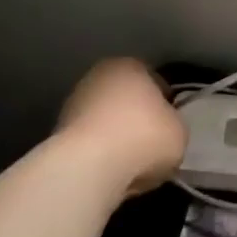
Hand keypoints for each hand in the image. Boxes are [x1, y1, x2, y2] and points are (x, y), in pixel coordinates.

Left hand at [56, 59, 185, 194]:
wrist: (88, 167)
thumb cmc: (143, 138)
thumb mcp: (179, 131)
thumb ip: (172, 123)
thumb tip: (162, 129)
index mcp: (129, 66)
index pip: (154, 80)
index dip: (165, 102)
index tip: (170, 123)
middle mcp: (97, 76)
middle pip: (125, 98)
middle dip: (136, 117)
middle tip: (151, 143)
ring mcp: (73, 104)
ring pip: (104, 120)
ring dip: (115, 136)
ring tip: (131, 163)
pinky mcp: (57, 133)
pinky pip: (89, 142)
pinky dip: (99, 153)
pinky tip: (111, 170)